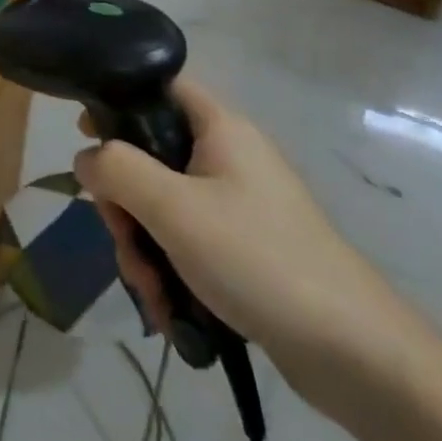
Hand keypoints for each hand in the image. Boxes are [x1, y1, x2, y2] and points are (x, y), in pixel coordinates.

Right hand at [73, 78, 414, 413]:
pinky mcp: (243, 248)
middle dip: (125, 203)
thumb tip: (85, 157)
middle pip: (150, 155)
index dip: (118, 100)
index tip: (86, 134)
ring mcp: (236, 205)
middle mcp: (228, 158)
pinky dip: (168, 268)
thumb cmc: (258, 259)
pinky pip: (185, 241)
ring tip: (151, 292)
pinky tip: (167, 308)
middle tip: (123, 238)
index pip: (159, 86)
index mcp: (220, 129)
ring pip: (162, 205)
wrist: (356, 354)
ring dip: (142, 245)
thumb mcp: (173, 208)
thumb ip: (117, 170)